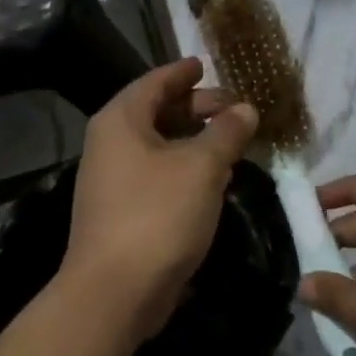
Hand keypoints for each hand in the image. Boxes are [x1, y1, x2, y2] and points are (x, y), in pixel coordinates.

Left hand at [59, 58, 257, 341]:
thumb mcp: (201, 167)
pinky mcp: (123, 214)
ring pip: (158, 150)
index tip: (205, 65)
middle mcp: (110, 146)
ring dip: (193, 144)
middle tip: (233, 110)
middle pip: (156, 114)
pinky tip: (212, 182)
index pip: (154, 82)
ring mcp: (113, 183)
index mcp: (120, 122)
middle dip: (196, 109)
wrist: (116, 290)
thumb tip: (245, 109)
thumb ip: (226, 133)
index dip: (182, 73)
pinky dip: (184, 172)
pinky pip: (157, 179)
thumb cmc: (158, 216)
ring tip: (230, 143)